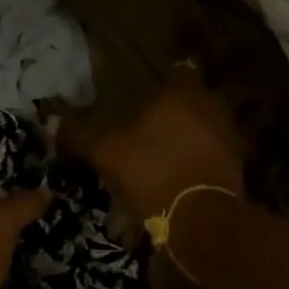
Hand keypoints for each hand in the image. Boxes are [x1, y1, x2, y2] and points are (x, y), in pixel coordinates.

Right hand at [61, 66, 244, 219]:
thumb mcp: (107, 153)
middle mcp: (211, 107)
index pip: (180, 70)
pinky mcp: (237, 166)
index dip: (167, 77)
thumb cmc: (153, 171)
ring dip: (193, 134)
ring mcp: (229, 137)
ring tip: (168, 150)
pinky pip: (215, 153)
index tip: (152, 88)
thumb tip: (51, 120)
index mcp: (182, 94)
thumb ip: (81, 134)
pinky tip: (182, 173)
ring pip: (207, 126)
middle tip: (155, 121)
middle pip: (196, 99)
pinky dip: (202, 159)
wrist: (202, 219)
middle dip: (179, 108)